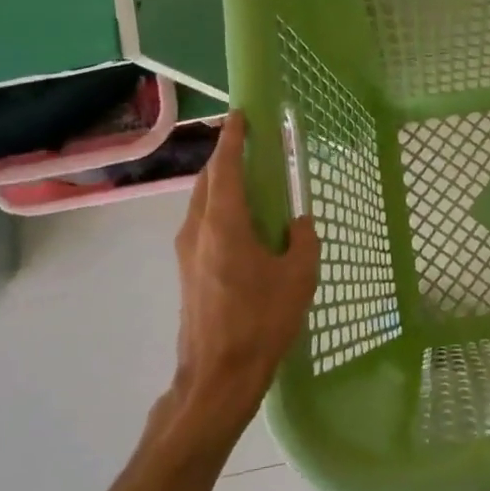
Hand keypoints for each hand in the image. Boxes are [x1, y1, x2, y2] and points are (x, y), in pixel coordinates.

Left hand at [160, 111, 318, 449]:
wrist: (218, 375)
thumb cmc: (262, 321)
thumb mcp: (299, 277)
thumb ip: (302, 240)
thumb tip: (297, 223)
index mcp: (225, 225)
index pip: (226, 168)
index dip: (233, 138)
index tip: (241, 115)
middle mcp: (198, 230)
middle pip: (208, 180)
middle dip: (226, 156)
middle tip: (249, 141)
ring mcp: (187, 251)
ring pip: (201, 202)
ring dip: (221, 182)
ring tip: (247, 175)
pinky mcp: (187, 270)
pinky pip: (202, 223)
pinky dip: (218, 206)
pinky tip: (241, 219)